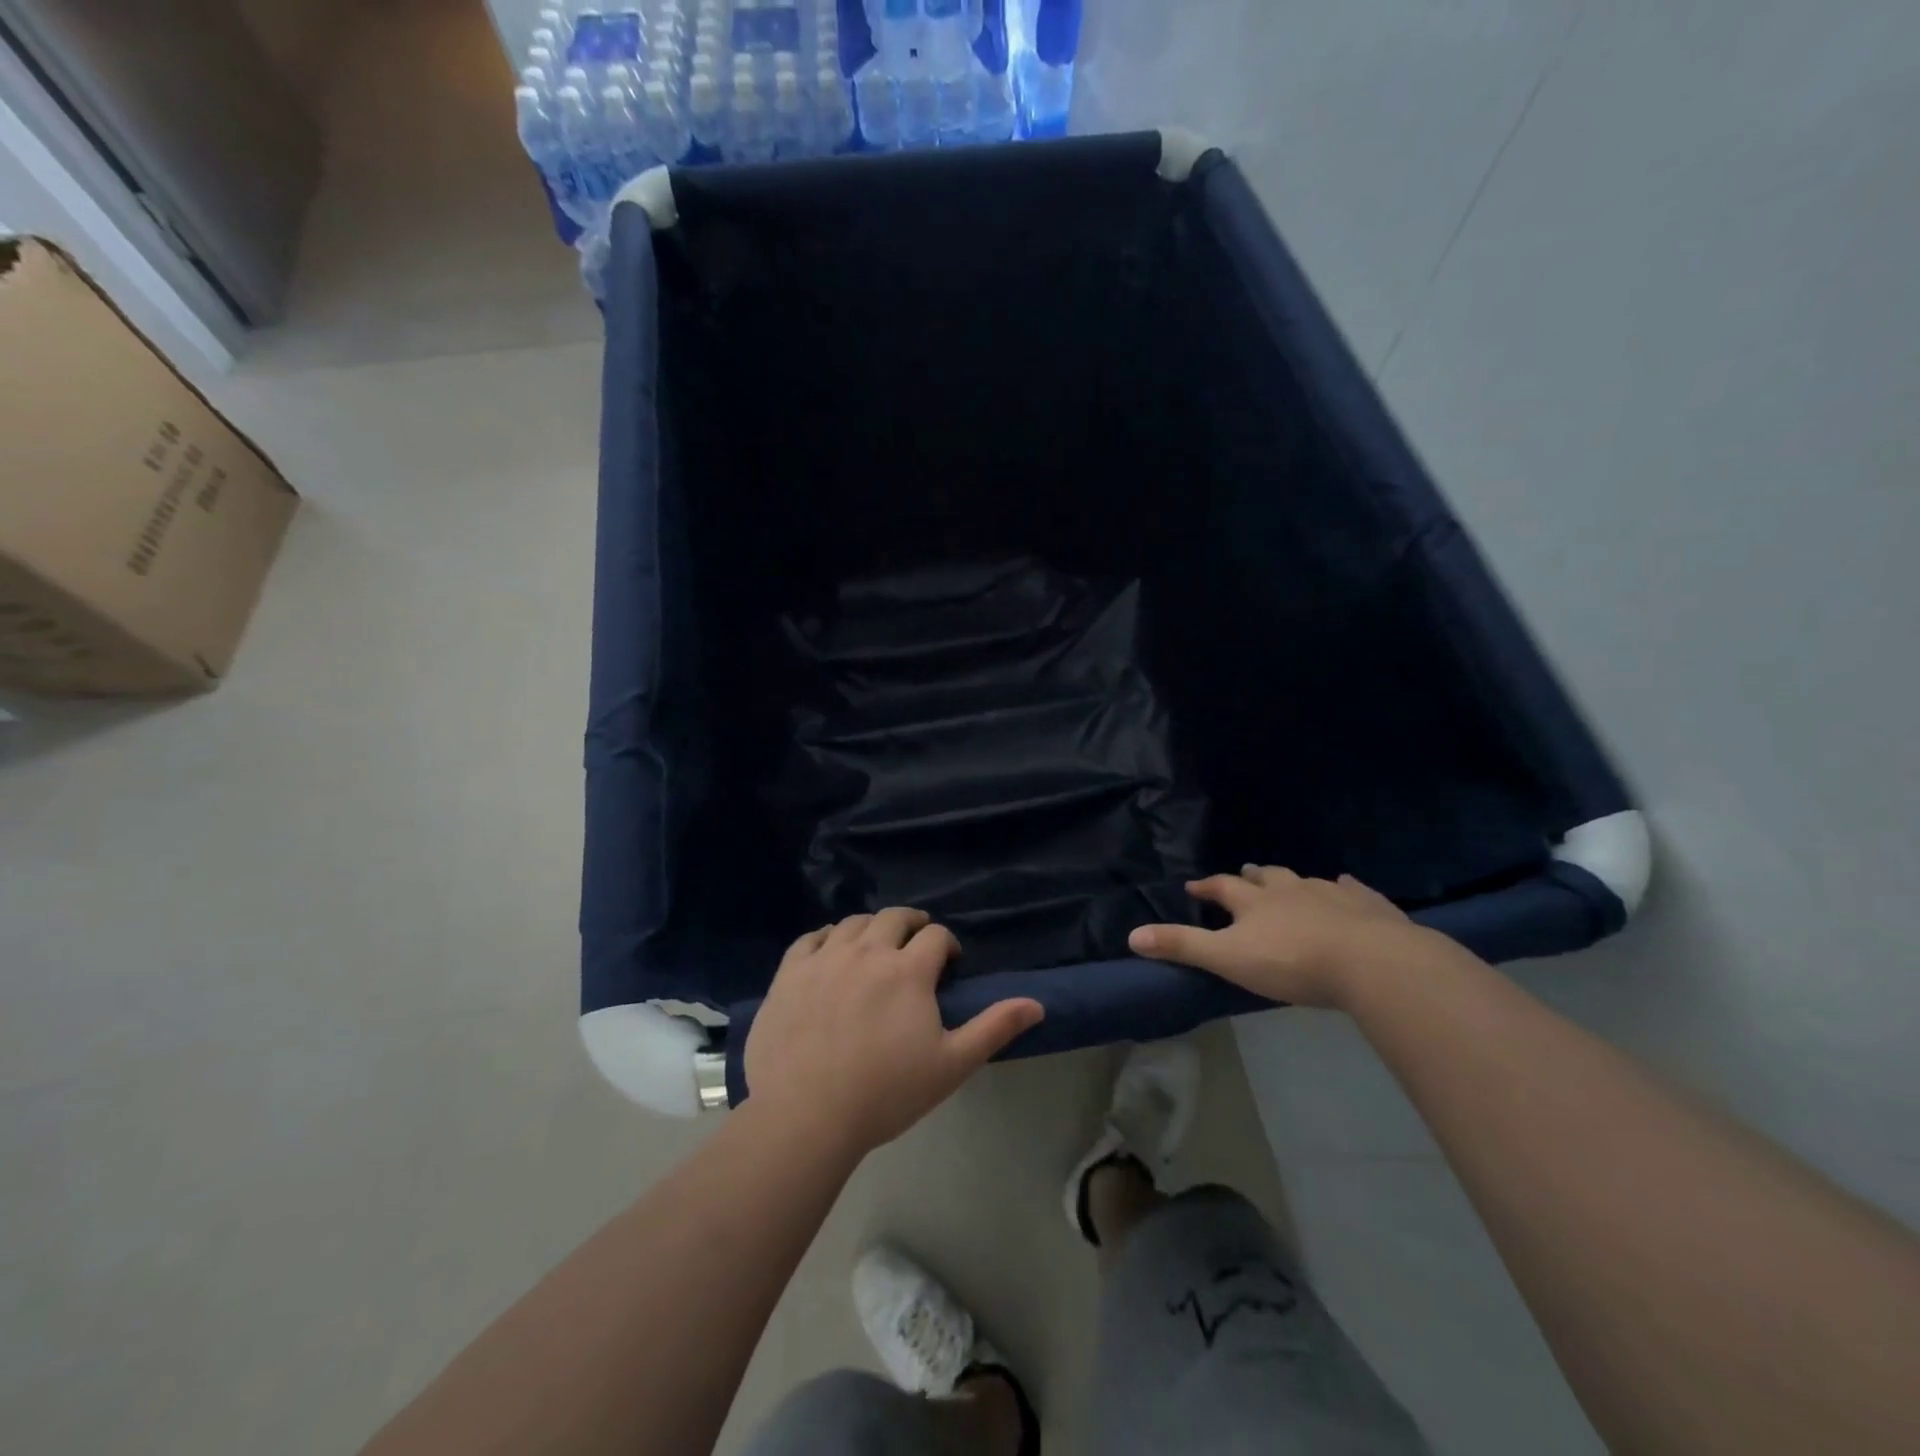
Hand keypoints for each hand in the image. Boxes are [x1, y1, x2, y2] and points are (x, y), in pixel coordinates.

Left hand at [744, 909, 1044, 1160]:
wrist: (806, 1115)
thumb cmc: (886, 1093)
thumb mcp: (951, 1065)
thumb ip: (994, 1028)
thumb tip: (1037, 1003)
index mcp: (908, 970)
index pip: (935, 935)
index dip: (946, 944)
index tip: (948, 962)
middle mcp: (868, 951)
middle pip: (894, 918)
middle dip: (911, 925)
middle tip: (915, 944)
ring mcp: (824, 959)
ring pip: (853, 924)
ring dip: (871, 928)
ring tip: (875, 947)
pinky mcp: (789, 973)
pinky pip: (810, 939)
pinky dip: (827, 937)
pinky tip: (830, 951)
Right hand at [1128, 866, 1427, 1008]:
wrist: (1371, 962)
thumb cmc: (1291, 962)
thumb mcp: (1228, 958)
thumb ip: (1183, 947)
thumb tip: (1132, 935)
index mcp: (1255, 902)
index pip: (1222, 887)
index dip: (1207, 886)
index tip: (1194, 886)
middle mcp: (1290, 890)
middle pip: (1265, 877)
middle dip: (1251, 876)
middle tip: (1244, 873)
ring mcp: (1331, 894)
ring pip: (1306, 881)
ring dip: (1292, 881)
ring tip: (1288, 882)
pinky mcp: (1368, 906)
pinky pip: (1353, 890)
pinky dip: (1345, 887)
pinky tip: (1347, 885)